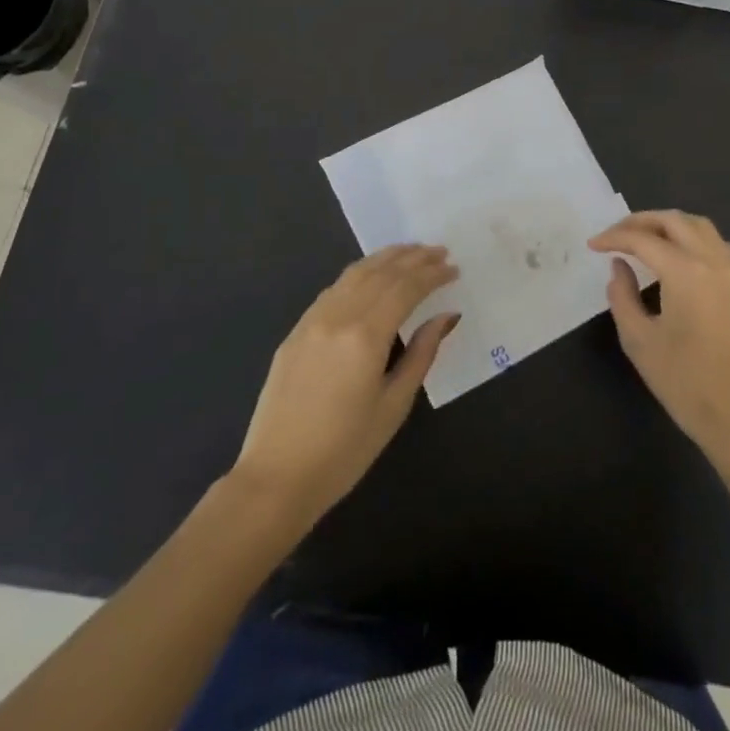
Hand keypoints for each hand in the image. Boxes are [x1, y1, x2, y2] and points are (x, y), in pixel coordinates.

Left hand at [230, 244, 458, 528]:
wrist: (276, 479)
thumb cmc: (344, 451)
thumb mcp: (393, 406)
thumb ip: (421, 354)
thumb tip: (446, 316)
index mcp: (366, 335)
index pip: (406, 288)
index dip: (432, 274)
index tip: (454, 268)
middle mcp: (338, 316)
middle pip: (382, 273)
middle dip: (414, 259)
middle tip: (440, 251)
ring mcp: (312, 320)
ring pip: (355, 273)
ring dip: (386, 258)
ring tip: (411, 251)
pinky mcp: (296, 331)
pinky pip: (334, 289)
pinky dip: (359, 273)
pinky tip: (371, 275)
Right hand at [589, 210, 729, 474]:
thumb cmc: (688, 385)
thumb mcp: (641, 343)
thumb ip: (623, 297)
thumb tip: (620, 267)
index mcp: (686, 271)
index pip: (643, 240)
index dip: (614, 237)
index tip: (593, 244)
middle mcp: (714, 261)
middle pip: (675, 221)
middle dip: (641, 221)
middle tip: (616, 235)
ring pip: (701, 228)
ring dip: (669, 225)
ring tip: (645, 240)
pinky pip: (717, 246)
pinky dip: (692, 239)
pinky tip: (678, 259)